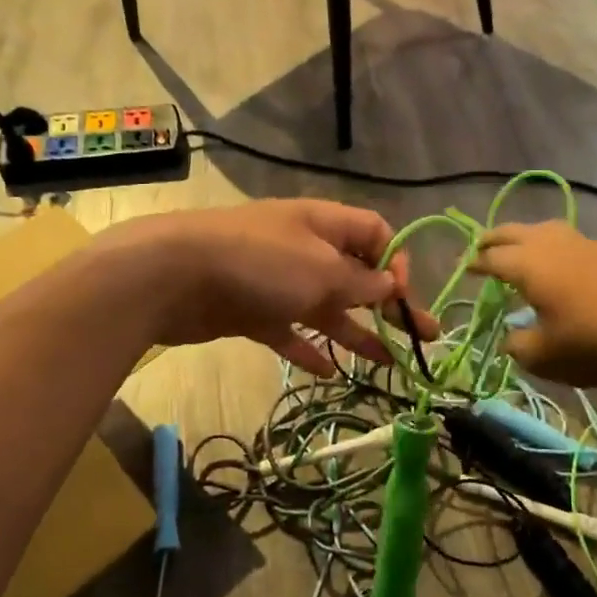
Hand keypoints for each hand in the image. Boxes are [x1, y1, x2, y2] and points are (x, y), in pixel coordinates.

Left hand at [90, 200, 433, 375]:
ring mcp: (276, 281)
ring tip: (387, 364)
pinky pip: (289, 330)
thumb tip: (390, 286)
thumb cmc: (260, 262)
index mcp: (324, 224)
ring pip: (325, 307)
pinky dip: (308, 348)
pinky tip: (329, 372)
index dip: (395, 262)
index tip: (402, 297)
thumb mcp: (323, 270)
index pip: (375, 233)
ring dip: (355, 333)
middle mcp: (304, 248)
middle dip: (389, 306)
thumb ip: (360, 282)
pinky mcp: (251, 311)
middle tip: (423, 337)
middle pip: (356, 276)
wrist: (173, 274)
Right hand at [471, 222, 596, 386]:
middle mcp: (551, 245)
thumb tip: (511, 338)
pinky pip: (570, 240)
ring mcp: (583, 243)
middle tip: (481, 246)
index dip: (475, 263)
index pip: (491, 258)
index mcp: (527, 266)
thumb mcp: (544, 357)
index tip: (463, 268)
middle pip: (514, 232)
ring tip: (520, 248)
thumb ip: (519, 346)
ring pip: (545, 229)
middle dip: (494, 238)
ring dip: (526, 236)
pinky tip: (563, 263)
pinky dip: (555, 247)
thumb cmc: (593, 342)